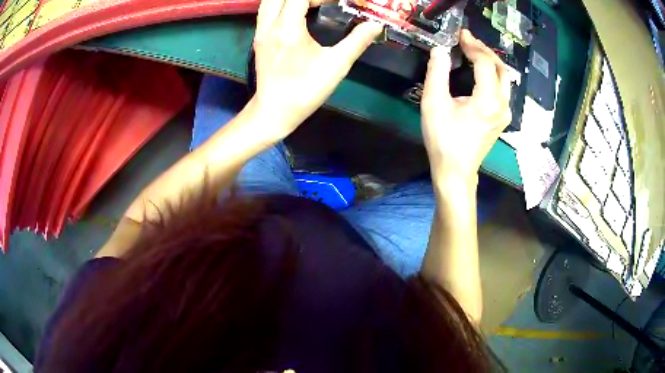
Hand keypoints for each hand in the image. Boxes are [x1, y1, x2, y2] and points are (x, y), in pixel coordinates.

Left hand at [250, 0, 381, 139]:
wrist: (274, 111)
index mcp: (287, 29)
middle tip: (324, 2)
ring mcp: (260, 31)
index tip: (337, 2)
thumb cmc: (305, 90)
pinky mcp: (258, 38)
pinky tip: (295, 12)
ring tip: (310, 5)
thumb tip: (375, 25)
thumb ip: (357, 41)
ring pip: (269, 0)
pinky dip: (280, 4)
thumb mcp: (336, 66)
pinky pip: (266, 10)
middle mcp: (269, 25)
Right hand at [421, 30, 510, 182]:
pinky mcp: (502, 118)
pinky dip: (493, 73)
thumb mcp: (433, 104)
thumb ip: (437, 73)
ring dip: (490, 60)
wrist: (456, 171)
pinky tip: (481, 70)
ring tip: (474, 50)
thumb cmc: (443, 139)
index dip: (472, 45)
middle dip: (484, 50)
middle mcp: (502, 105)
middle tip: (468, 39)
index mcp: (487, 100)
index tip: (460, 34)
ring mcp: (505, 113)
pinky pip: (502, 88)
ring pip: (504, 78)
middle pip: (501, 68)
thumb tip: (440, 50)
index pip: (485, 63)